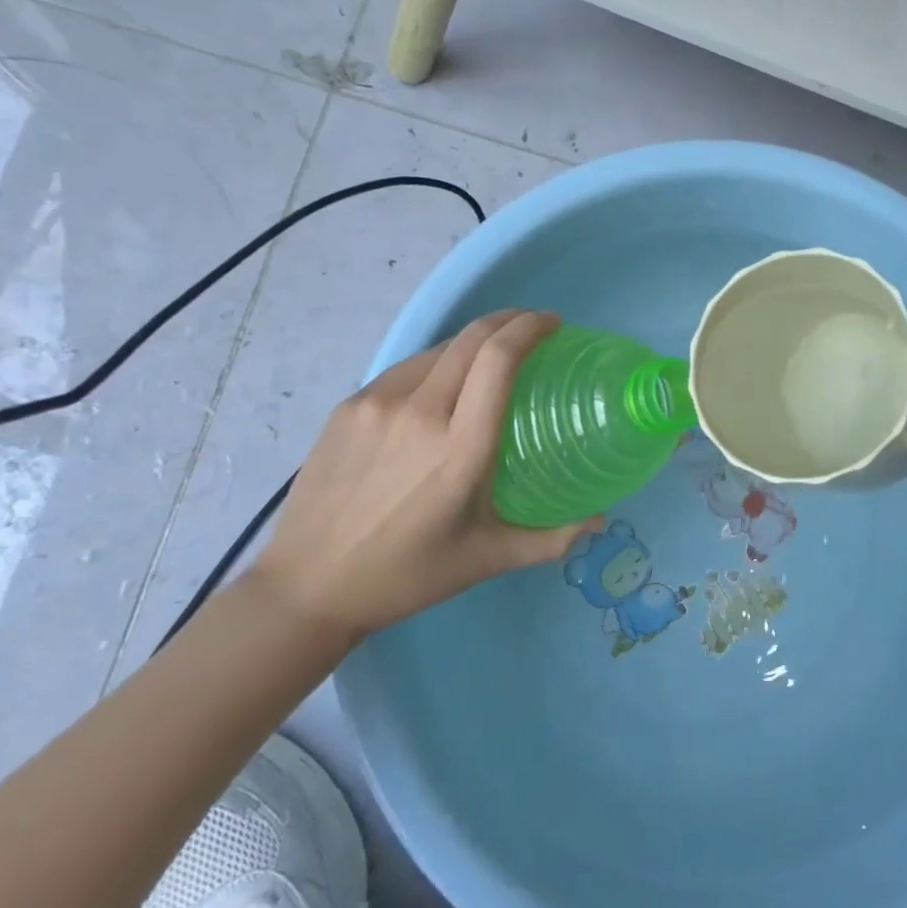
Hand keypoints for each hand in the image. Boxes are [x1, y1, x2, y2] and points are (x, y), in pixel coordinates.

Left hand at [253, 310, 599, 647]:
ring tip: (490, 360)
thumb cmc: (407, 575)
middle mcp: (419, 412)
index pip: (499, 359)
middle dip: (509, 320)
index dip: (529, 328)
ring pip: (437, 350)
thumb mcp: (487, 559)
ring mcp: (377, 404)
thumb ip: (551, 538)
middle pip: (471, 339)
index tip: (553, 323)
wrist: (306, 587)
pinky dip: (436, 365)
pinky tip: (441, 389)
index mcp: (460, 447)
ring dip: (472, 343)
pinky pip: (405, 370)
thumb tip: (600, 518)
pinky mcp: (349, 406)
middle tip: (533, 329)